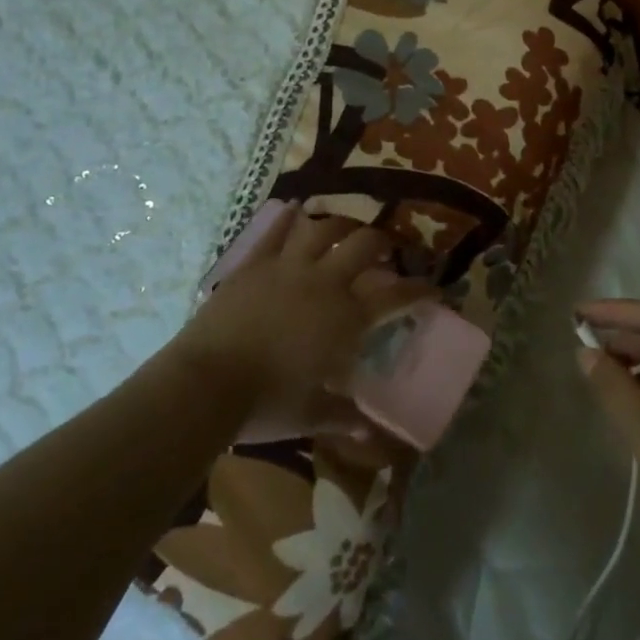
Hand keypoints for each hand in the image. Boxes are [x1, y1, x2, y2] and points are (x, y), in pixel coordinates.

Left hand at [171, 201, 427, 441]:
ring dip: (341, 223)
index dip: (419, 289)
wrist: (206, 384)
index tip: (433, 287)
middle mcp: (324, 283)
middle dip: (382, 242)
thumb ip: (343, 417)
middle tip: (387, 248)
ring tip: (348, 226)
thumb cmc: (265, 404)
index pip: (395, 296)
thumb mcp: (311, 415)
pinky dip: (287, 218)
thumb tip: (369, 431)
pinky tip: (296, 207)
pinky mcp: (254, 264)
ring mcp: (287, 268)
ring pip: (323, 229)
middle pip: (364, 246)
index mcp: (346, 318)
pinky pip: (274, 233)